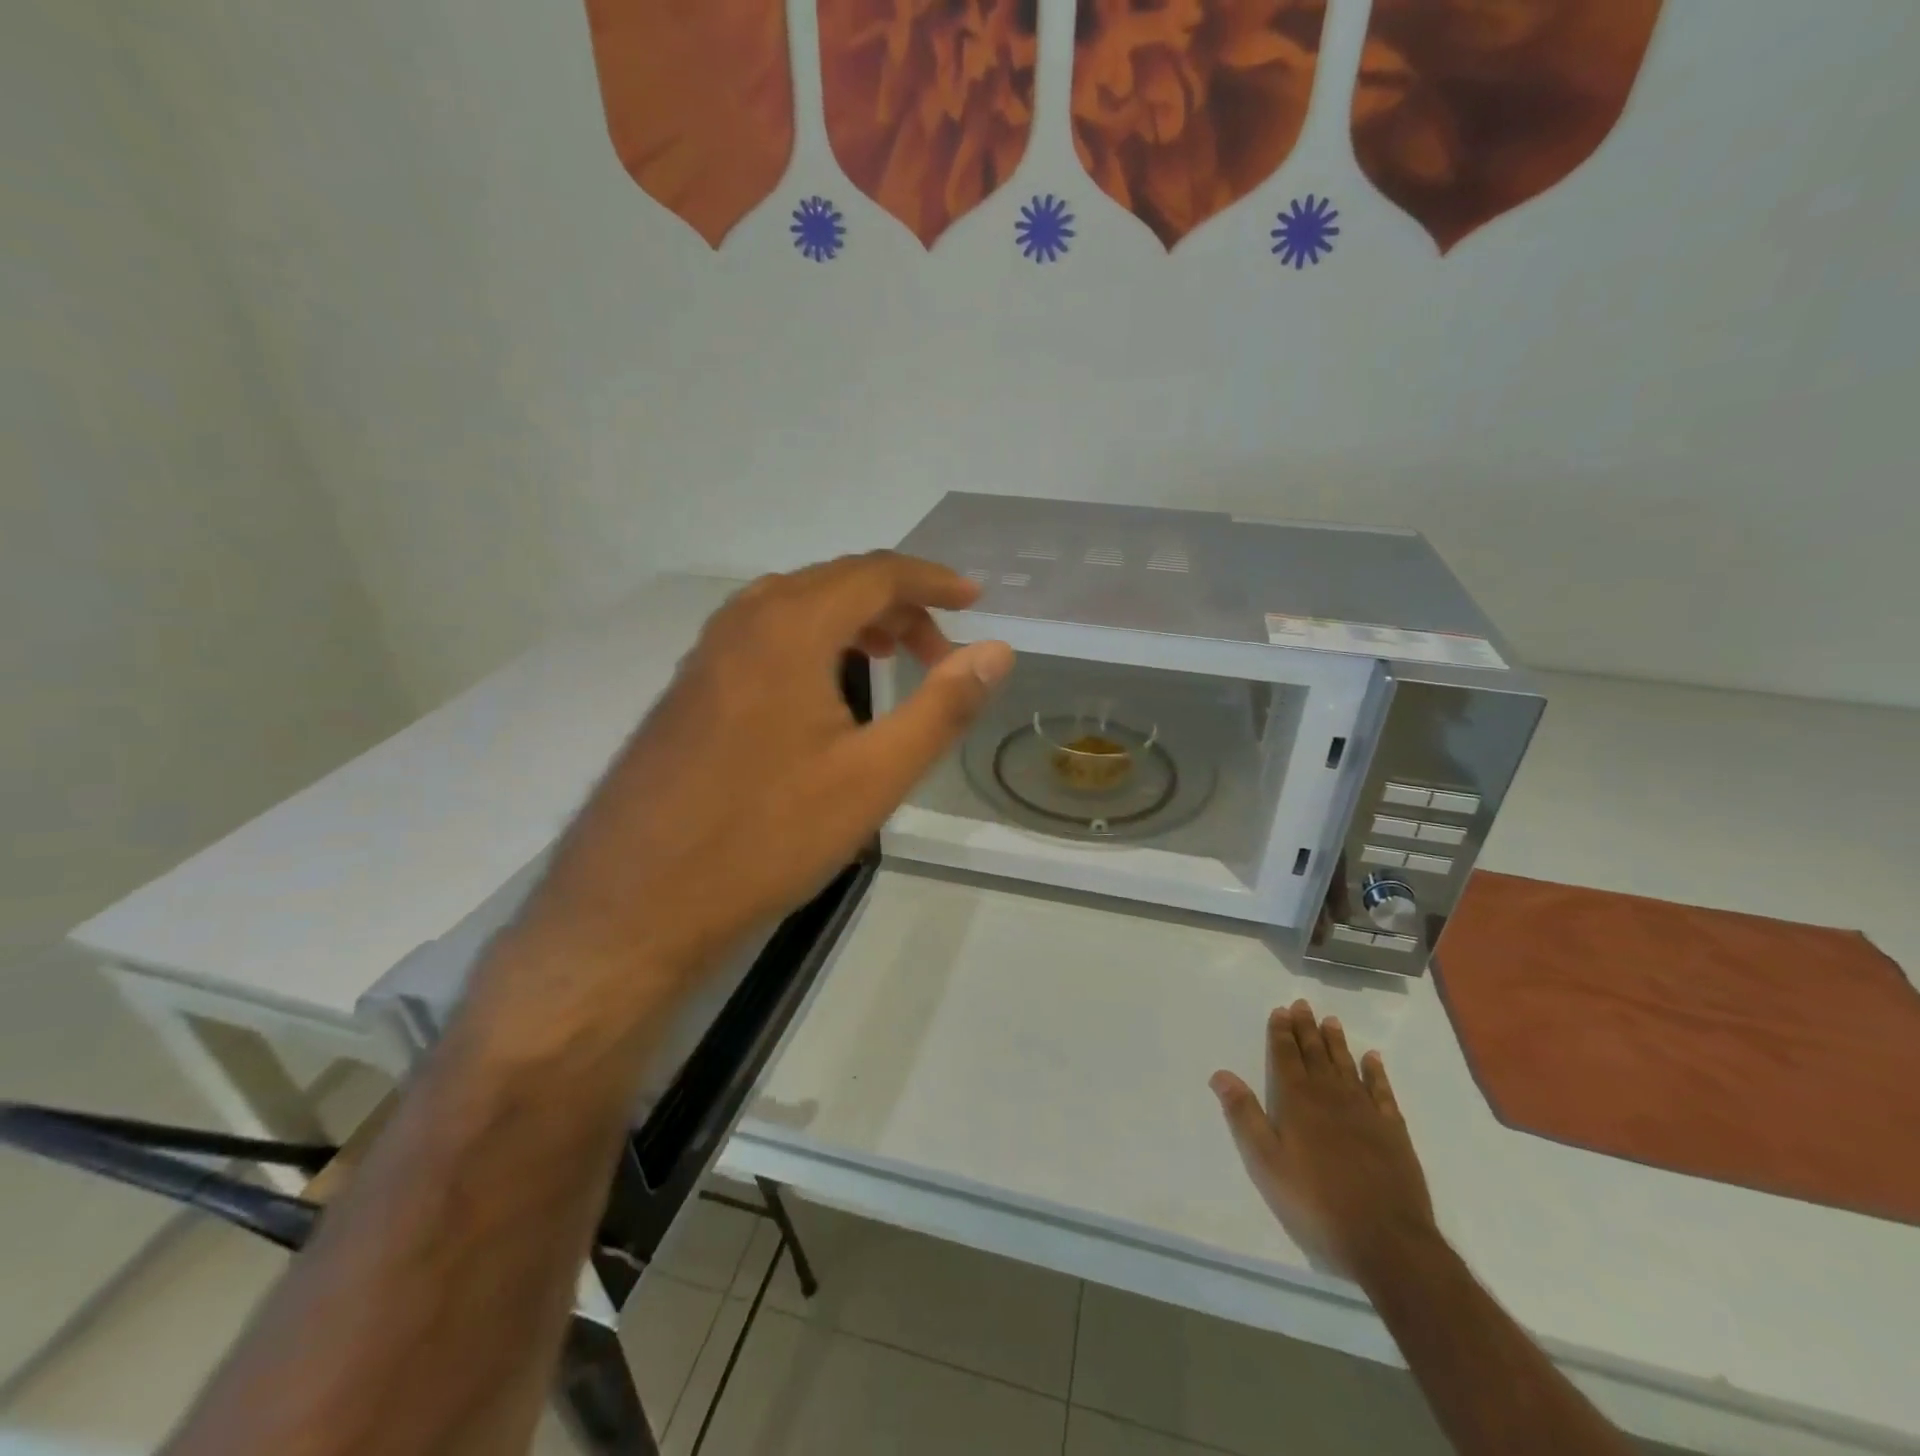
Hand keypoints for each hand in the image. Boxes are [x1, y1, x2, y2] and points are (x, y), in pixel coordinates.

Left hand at [512, 552, 1012, 1019]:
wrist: (637, 902)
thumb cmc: (766, 837)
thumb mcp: (873, 776)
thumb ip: (942, 707)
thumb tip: (996, 651)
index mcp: (789, 628)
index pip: (876, 574)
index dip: (933, 580)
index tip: (976, 600)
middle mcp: (742, 622)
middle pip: (834, 582)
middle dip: (898, 604)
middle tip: (940, 651)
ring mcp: (706, 654)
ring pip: (794, 607)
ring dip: (852, 620)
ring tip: (891, 657)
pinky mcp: (689, 689)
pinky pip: (763, 637)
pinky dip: (811, 642)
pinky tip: (823, 690)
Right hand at [1211, 1000, 1436, 1281]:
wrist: (1387, 1239)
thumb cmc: (1316, 1201)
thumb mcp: (1266, 1162)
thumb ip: (1244, 1116)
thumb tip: (1220, 1074)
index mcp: (1297, 1101)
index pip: (1286, 1057)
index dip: (1281, 1033)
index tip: (1280, 1010)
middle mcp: (1330, 1097)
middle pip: (1315, 1055)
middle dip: (1306, 1029)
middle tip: (1302, 1005)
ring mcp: (1365, 1112)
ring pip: (1347, 1066)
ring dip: (1337, 1043)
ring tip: (1330, 1021)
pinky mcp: (1393, 1132)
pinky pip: (1382, 1092)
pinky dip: (1376, 1072)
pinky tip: (1372, 1059)